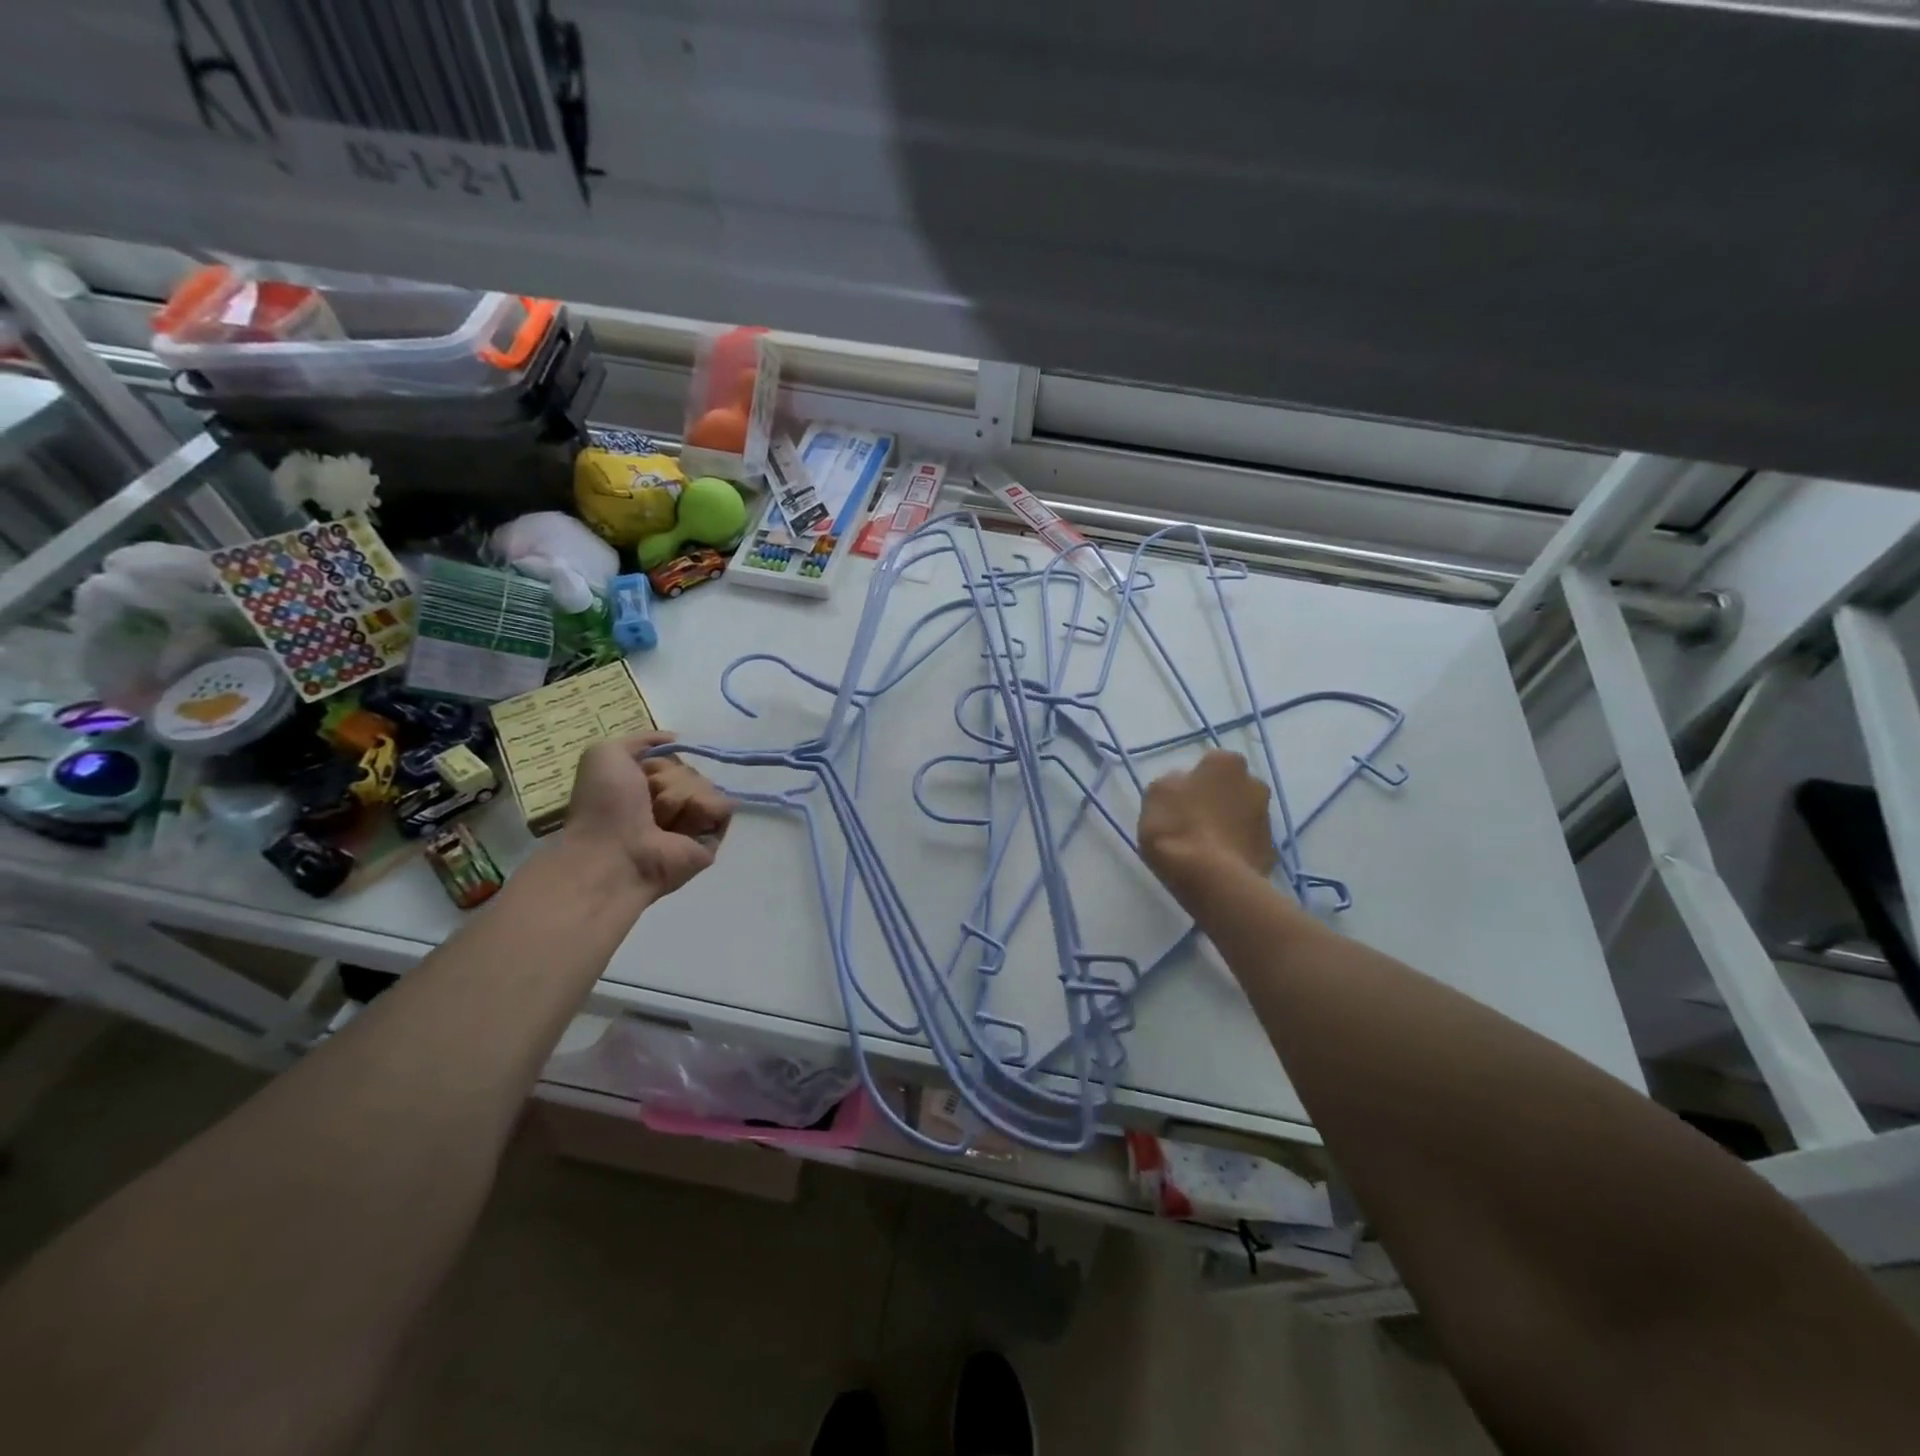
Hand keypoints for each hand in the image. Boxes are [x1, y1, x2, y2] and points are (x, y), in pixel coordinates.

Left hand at [563, 732, 732, 899]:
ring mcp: (693, 821)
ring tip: (660, 821)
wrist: (613, 852)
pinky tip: (681, 827)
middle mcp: (670, 802)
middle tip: (647, 803)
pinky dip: (702, 809)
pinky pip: (723, 806)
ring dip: (680, 797)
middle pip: (691, 770)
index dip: (658, 762)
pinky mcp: (712, 838)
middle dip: (669, 780)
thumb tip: (679, 740)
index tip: (640, 774)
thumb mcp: (605, 754)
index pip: (672, 757)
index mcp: (645, 786)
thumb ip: (641, 739)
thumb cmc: (603, 806)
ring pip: (707, 785)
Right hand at [1137, 750, 1276, 904]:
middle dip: (1216, 801)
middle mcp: (1254, 783)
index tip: (1180, 801)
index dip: (1193, 783)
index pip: (1210, 765)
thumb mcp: (1156, 794)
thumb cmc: (1178, 827)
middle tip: (1192, 822)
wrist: (1212, 879)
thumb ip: (1172, 784)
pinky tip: (1215, 865)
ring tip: (1202, 849)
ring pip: (1241, 817)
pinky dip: (1234, 851)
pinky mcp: (1270, 852)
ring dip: (1226, 827)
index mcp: (1226, 763)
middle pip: (1230, 790)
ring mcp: (1266, 819)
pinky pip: (1246, 845)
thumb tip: (1183, 787)